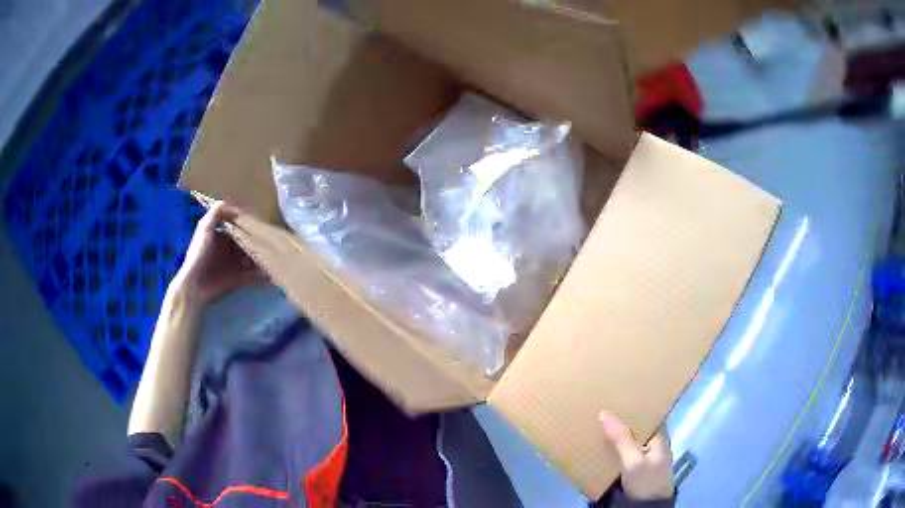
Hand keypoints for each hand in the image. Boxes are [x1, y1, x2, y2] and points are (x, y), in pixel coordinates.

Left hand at [169, 202, 264, 305]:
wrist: (194, 285)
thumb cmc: (198, 254)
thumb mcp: (204, 228)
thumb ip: (216, 213)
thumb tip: (233, 203)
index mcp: (222, 237)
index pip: (239, 228)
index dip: (250, 225)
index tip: (262, 222)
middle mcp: (230, 250)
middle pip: (249, 243)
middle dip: (260, 242)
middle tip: (273, 240)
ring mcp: (235, 265)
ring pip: (254, 258)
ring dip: (264, 257)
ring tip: (275, 256)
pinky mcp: (238, 280)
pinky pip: (254, 275)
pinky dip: (263, 274)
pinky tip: (271, 272)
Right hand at [599, 411, 673, 500]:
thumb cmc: (646, 481)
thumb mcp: (634, 461)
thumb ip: (621, 439)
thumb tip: (605, 413)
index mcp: (659, 437)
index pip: (649, 414)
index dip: (635, 404)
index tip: (617, 395)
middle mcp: (652, 444)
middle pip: (636, 426)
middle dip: (620, 419)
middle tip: (600, 407)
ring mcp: (642, 457)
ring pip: (627, 440)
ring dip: (614, 434)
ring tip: (594, 423)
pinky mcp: (632, 469)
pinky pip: (621, 453)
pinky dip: (611, 448)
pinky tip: (598, 446)